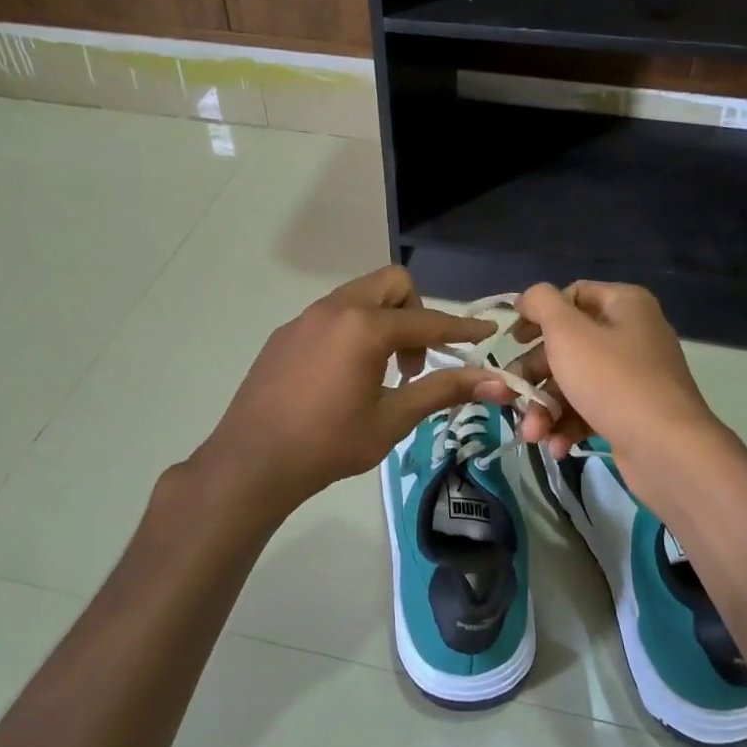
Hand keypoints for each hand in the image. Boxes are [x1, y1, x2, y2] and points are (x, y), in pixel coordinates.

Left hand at [191, 267, 500, 518]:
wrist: (252, 462)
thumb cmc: (329, 444)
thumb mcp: (392, 419)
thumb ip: (442, 390)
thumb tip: (494, 381)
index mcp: (365, 327)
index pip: (427, 321)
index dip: (461, 327)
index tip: (488, 330)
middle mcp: (335, 309)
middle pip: (392, 285)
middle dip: (415, 313)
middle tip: (413, 362)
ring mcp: (305, 318)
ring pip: (359, 296)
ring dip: (384, 321)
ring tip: (381, 373)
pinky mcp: (286, 334)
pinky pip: (332, 315)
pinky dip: (353, 331)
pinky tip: (344, 377)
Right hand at [511, 281, 731, 506]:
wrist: (667, 449)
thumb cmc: (612, 380)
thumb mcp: (567, 333)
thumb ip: (542, 304)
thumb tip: (530, 297)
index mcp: (624, 305)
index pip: (572, 296)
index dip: (538, 315)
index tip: (512, 340)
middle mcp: (632, 334)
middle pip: (568, 345)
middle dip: (535, 376)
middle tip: (511, 395)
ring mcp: (634, 376)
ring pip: (574, 382)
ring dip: (546, 408)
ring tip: (532, 435)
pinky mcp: (632, 412)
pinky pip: (590, 409)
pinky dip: (569, 425)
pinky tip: (557, 446)